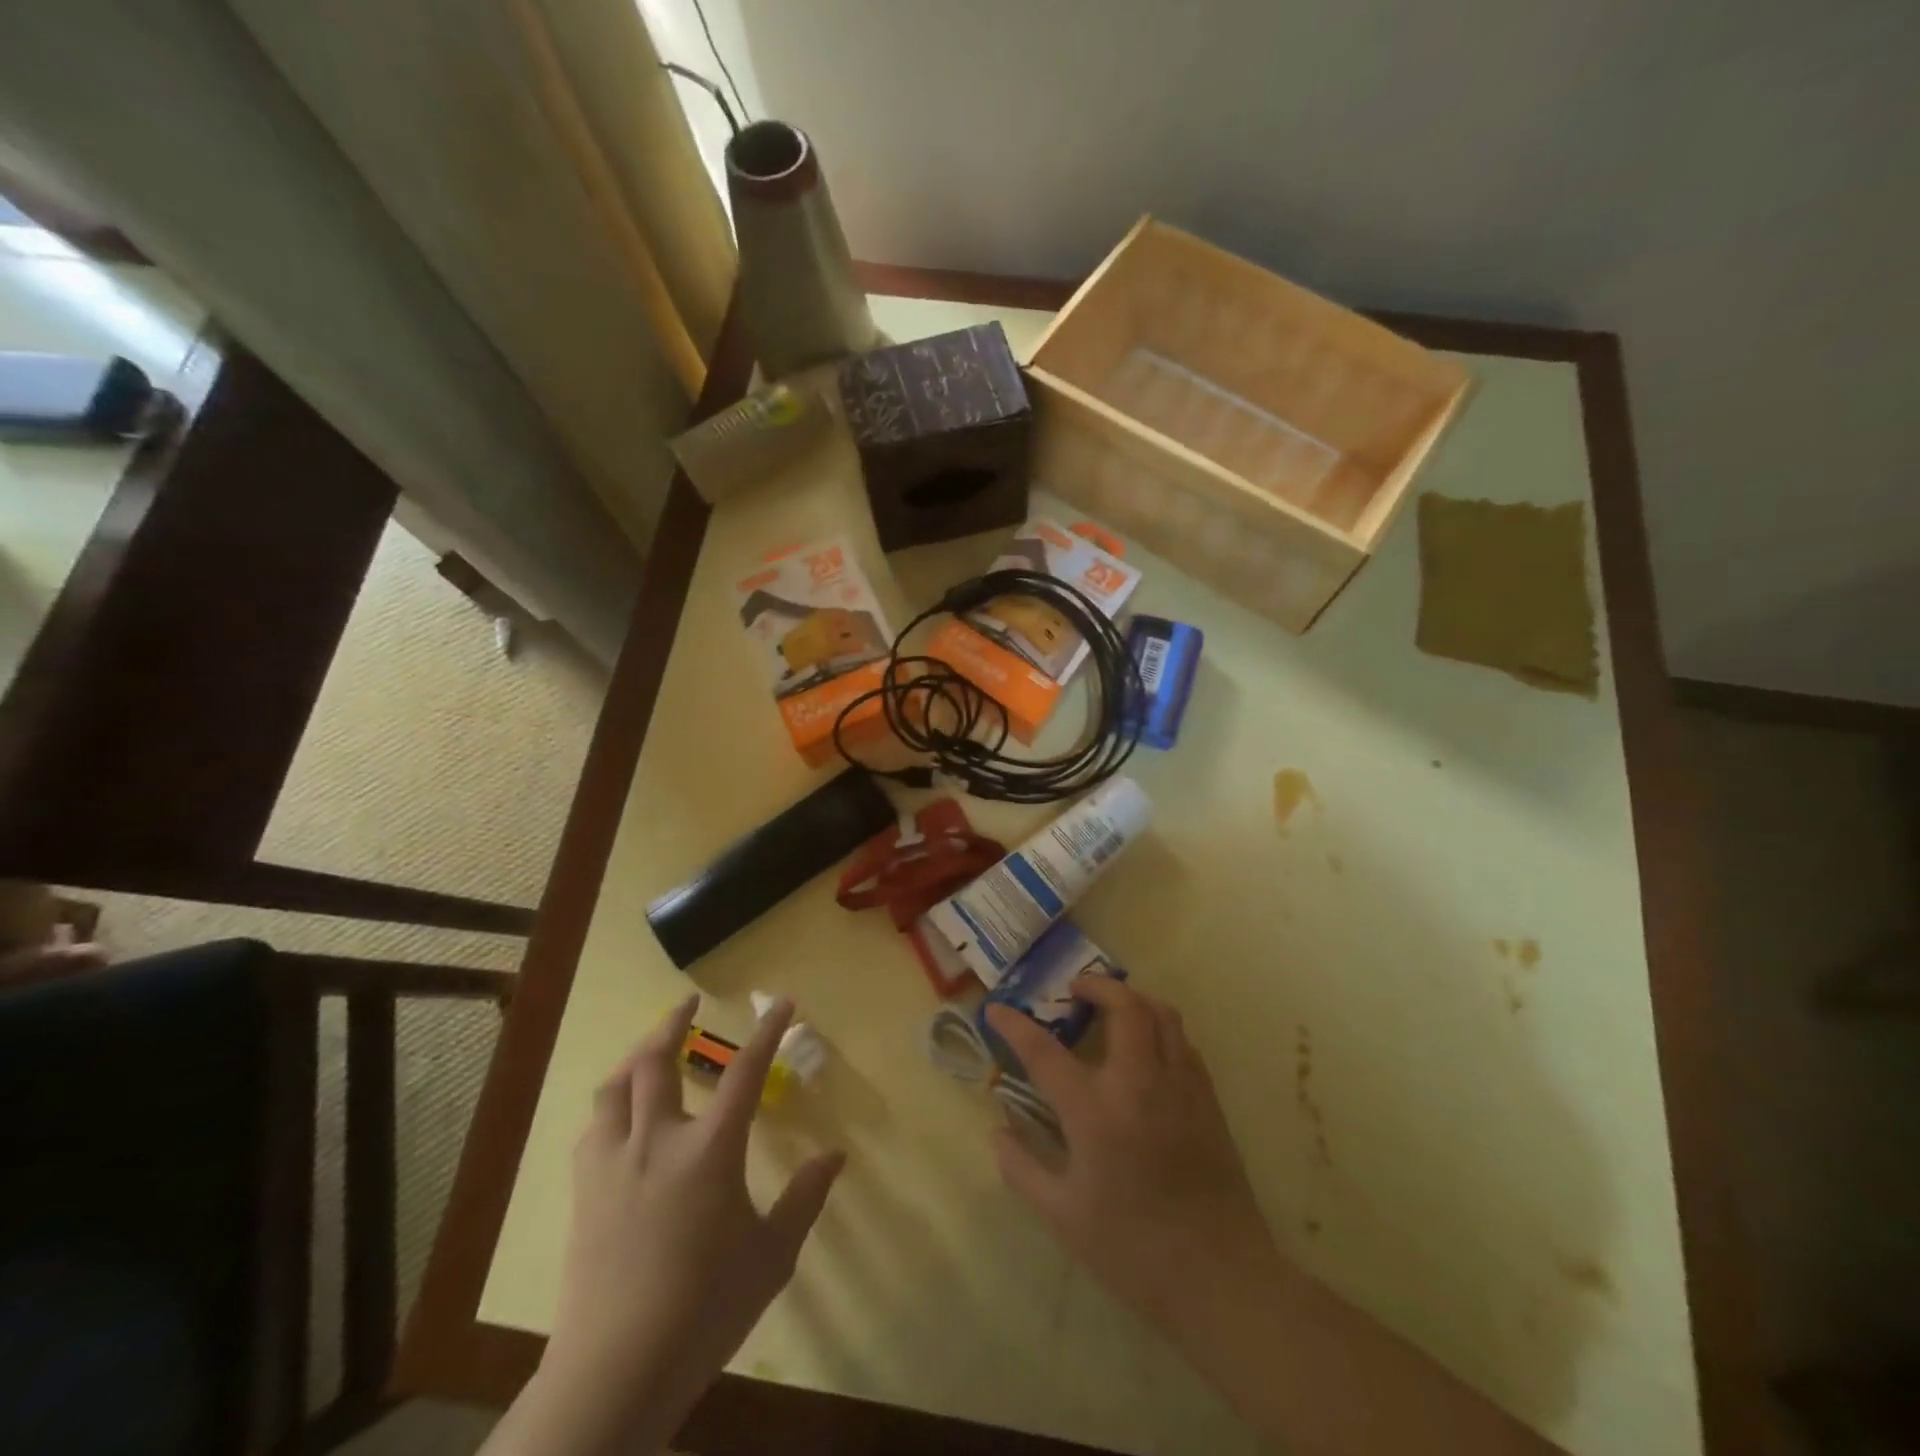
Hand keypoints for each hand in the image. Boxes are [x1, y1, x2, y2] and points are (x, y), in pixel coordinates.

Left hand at [529, 995, 844, 1454]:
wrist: (616, 1370)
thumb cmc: (704, 1309)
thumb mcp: (771, 1256)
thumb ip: (804, 1200)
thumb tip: (834, 1157)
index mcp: (710, 1150)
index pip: (744, 1072)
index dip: (766, 1032)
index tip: (781, 1001)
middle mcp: (659, 1140)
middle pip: (657, 1062)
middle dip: (673, 1023)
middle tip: (687, 1003)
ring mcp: (614, 1164)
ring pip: (615, 1088)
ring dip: (634, 1057)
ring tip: (649, 1047)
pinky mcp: (584, 1193)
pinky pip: (594, 1128)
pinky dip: (611, 1105)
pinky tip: (619, 1116)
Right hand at [985, 979, 1280, 1332]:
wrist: (1219, 1277)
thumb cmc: (1132, 1249)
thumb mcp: (1063, 1216)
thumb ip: (1023, 1168)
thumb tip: (996, 1131)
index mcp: (1095, 1110)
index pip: (1044, 1051)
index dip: (1015, 1025)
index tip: (997, 1009)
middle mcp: (1138, 1082)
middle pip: (1123, 1006)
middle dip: (1096, 985)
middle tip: (1075, 990)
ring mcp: (1179, 1085)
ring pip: (1162, 1013)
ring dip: (1133, 998)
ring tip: (1113, 1005)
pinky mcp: (1207, 1099)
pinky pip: (1183, 1042)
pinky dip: (1161, 1027)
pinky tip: (1148, 1048)